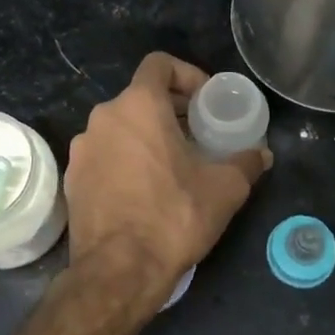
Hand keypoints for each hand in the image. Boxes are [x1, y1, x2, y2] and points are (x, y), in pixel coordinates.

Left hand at [64, 53, 272, 308]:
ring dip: (147, 136)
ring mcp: (82, 148)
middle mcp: (104, 117)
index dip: (186, 75)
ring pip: (120, 128)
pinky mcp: (72, 178)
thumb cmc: (175, 216)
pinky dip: (125, 160)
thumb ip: (246, 162)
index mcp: (138, 105)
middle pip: (140, 97)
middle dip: (171, 110)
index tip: (205, 101)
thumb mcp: (225, 188)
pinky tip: (145, 190)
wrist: (119, 270)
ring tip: (173, 165)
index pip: (159, 64)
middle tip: (197, 135)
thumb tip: (262, 153)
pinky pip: (104, 155)